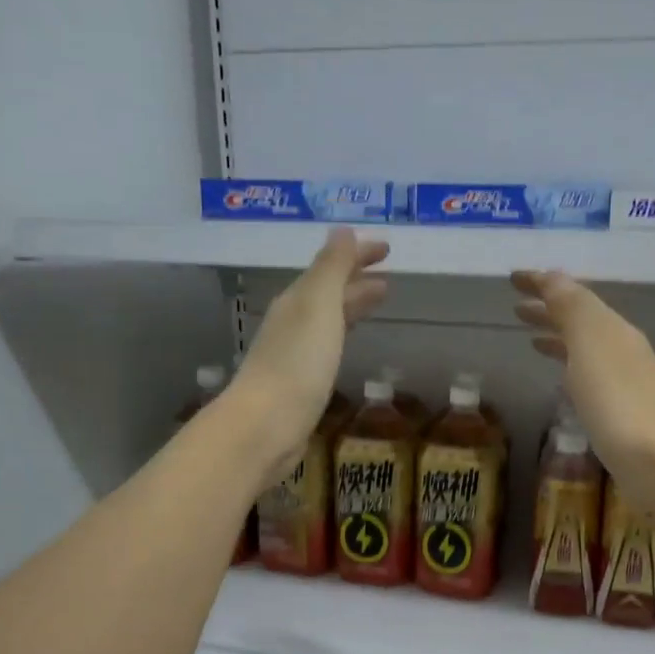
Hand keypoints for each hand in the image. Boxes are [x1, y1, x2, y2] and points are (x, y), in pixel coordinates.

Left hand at [231, 229, 388, 484]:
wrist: (266, 425)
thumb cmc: (297, 363)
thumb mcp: (318, 306)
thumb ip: (332, 267)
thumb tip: (343, 229)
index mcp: (298, 299)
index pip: (331, 266)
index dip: (358, 254)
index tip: (388, 248)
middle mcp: (293, 321)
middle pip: (328, 291)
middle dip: (357, 279)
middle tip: (388, 276)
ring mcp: (294, 352)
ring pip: (328, 317)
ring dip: (352, 304)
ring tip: (378, 301)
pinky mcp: (300, 381)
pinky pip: (327, 344)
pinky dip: (343, 332)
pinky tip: (349, 343)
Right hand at [511, 269, 654, 514]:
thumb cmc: (617, 403)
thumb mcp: (590, 345)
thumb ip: (571, 308)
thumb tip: (551, 277)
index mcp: (613, 328)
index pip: (573, 295)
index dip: (542, 284)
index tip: (511, 278)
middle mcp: (622, 348)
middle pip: (581, 320)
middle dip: (548, 310)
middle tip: (515, 309)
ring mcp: (625, 381)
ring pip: (584, 347)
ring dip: (558, 337)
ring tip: (530, 339)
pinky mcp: (622, 412)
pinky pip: (588, 375)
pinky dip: (569, 366)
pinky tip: (561, 380)